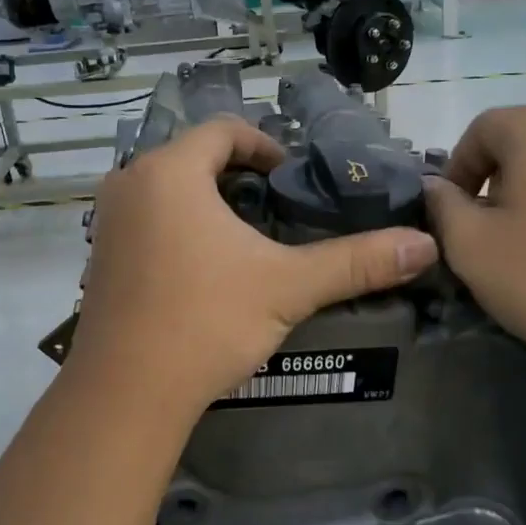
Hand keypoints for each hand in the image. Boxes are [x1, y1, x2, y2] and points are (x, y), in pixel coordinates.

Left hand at [68, 119, 438, 420]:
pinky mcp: (100, 258)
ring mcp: (109, 222)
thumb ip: (356, 262)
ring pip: (169, 190)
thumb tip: (424, 245)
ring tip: (249, 239)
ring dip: (209, 202)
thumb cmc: (205, 321)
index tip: (293, 178)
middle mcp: (130, 184)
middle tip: (279, 209)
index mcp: (169, 171)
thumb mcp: (288, 286)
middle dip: (240, 177)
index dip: (266, 145)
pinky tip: (207, 270)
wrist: (126, 394)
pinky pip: (147, 220)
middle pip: (194, 158)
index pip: (223, 130)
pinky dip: (180, 227)